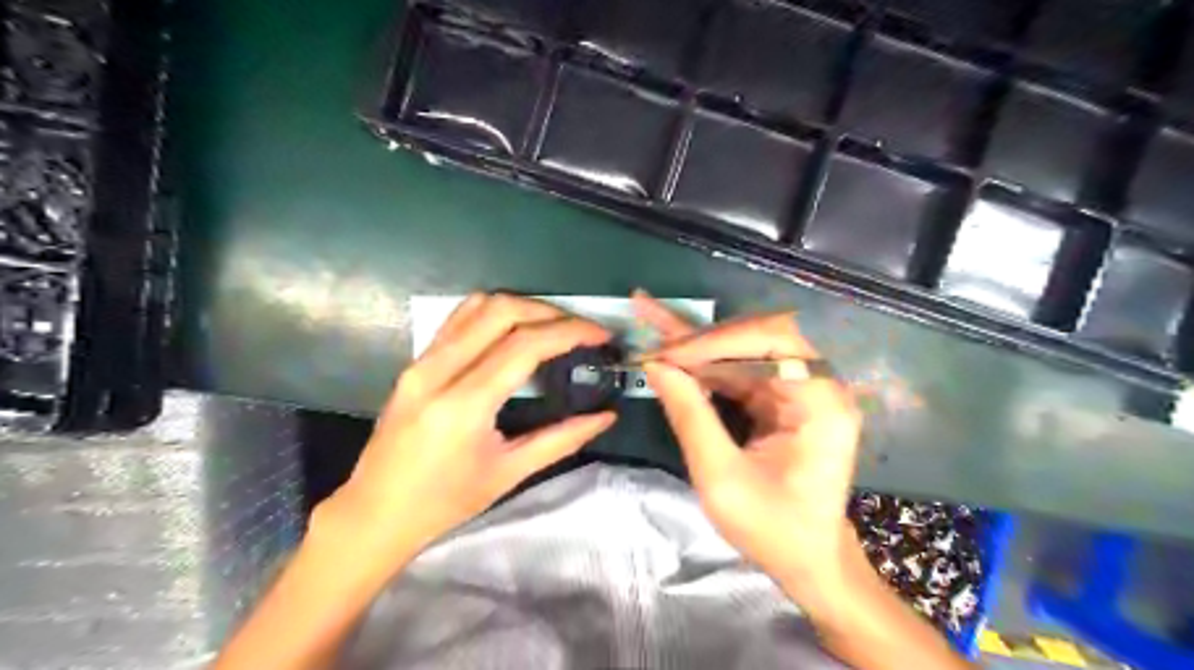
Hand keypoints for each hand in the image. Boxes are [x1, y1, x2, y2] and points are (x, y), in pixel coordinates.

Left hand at [324, 291, 615, 566]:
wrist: (375, 513)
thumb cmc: (445, 503)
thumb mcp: (508, 473)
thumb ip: (561, 439)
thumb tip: (605, 416)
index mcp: (464, 405)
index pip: (525, 345)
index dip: (569, 331)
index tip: (599, 334)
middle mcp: (438, 371)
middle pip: (502, 312)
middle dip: (550, 312)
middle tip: (581, 329)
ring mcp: (421, 362)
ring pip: (478, 306)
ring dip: (523, 307)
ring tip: (553, 326)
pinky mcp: (414, 362)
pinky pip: (458, 318)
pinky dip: (494, 313)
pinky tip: (514, 329)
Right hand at [638, 290, 863, 592]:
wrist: (808, 559)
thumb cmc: (773, 529)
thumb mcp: (721, 478)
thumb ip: (690, 417)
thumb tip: (655, 365)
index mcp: (821, 402)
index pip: (771, 342)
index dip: (716, 341)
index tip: (667, 354)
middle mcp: (817, 384)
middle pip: (756, 337)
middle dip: (700, 338)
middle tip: (650, 325)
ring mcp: (799, 389)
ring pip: (742, 349)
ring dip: (696, 343)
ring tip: (650, 320)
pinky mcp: (781, 398)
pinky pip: (739, 370)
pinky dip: (704, 363)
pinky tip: (671, 347)